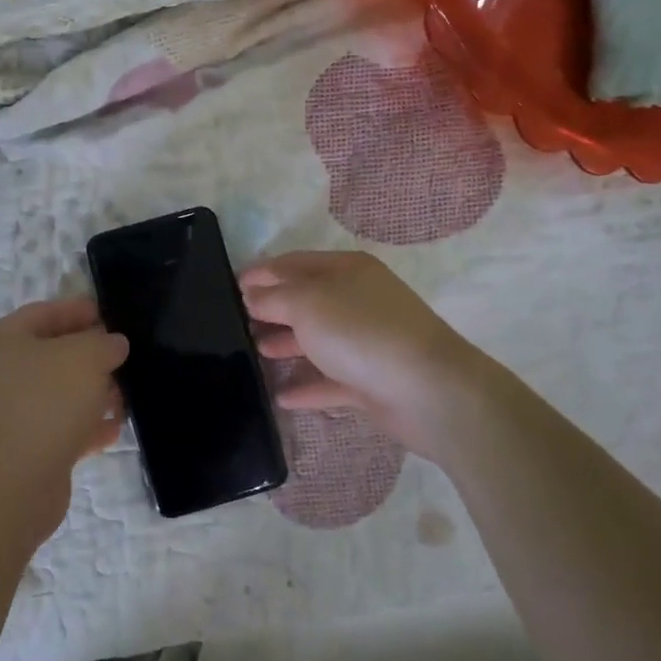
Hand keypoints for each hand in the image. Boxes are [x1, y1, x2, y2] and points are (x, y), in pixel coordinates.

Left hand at [0, 297, 128, 540]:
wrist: (15, 481)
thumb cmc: (47, 400)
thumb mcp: (86, 356)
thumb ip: (104, 343)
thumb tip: (112, 345)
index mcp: (2, 340)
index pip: (44, 313)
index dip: (77, 310)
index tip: (109, 314)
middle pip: (52, 355)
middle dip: (90, 356)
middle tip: (124, 357)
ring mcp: (9, 414)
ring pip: (58, 394)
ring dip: (92, 393)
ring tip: (126, 396)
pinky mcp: (23, 450)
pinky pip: (60, 428)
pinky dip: (86, 426)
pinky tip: (115, 429)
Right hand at [241, 251, 511, 463]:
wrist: (430, 391)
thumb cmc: (362, 332)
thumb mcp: (307, 304)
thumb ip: (273, 298)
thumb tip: (251, 296)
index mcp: (346, 270)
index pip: (294, 264)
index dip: (262, 272)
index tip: (230, 285)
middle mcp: (358, 301)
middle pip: (306, 301)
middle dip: (271, 310)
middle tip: (236, 323)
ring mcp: (367, 343)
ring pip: (318, 341)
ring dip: (286, 345)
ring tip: (252, 354)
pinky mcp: (372, 382)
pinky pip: (331, 381)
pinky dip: (307, 387)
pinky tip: (280, 397)